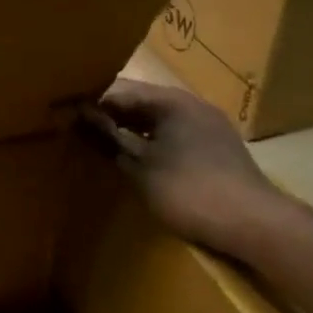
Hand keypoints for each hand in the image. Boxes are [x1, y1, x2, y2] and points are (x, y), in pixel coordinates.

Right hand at [83, 79, 291, 257]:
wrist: (250, 222)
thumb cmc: (188, 191)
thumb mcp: (139, 166)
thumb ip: (108, 139)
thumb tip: (79, 116)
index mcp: (172, 102)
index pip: (120, 90)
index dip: (90, 101)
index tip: (62, 111)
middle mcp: (192, 105)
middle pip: (140, 102)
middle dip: (109, 114)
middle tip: (75, 127)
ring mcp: (208, 126)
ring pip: (158, 120)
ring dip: (129, 129)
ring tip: (99, 143)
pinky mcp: (215, 148)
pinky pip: (173, 135)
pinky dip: (150, 142)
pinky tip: (135, 158)